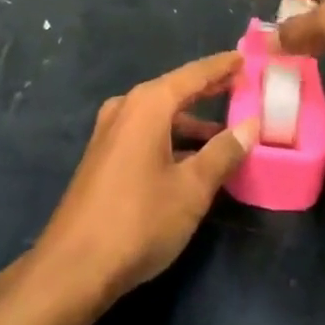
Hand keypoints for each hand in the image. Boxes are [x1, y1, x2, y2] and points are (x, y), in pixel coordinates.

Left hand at [35, 53, 257, 303]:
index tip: (244, 57)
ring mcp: (110, 132)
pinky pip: (146, 134)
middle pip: (175, 91)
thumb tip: (250, 125)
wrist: (73, 267)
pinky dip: (172, 139)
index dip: (220, 67)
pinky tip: (192, 160)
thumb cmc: (139, 220)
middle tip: (240, 84)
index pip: (193, 75)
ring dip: (191, 122)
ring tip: (226, 132)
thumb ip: (223, 153)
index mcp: (148, 105)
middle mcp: (126, 108)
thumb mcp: (191, 189)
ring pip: (160, 117)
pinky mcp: (104, 157)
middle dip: (207, 90)